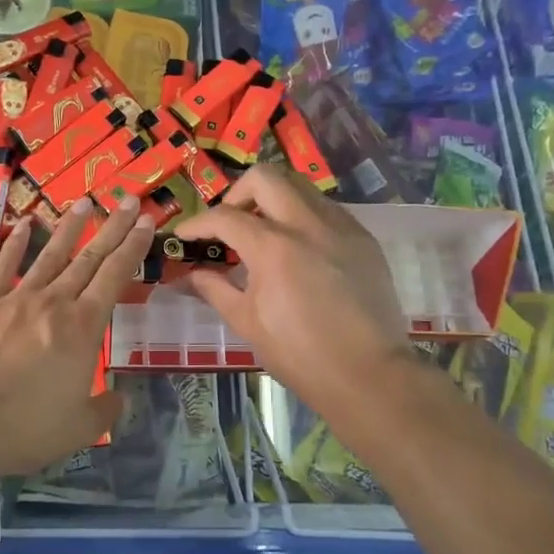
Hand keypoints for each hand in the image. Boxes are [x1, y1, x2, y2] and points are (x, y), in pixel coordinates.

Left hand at [0, 196, 152, 474]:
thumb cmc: (26, 426)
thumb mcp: (79, 428)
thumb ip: (104, 409)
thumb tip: (119, 397)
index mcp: (84, 327)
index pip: (116, 276)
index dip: (134, 246)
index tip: (147, 220)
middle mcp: (55, 302)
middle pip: (89, 257)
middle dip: (112, 227)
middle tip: (128, 199)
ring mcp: (18, 299)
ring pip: (51, 255)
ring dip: (70, 227)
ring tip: (85, 202)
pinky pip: (4, 268)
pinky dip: (15, 245)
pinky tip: (24, 225)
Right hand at [177, 165, 420, 421]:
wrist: (369, 376)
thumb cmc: (299, 354)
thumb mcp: (247, 322)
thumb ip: (215, 289)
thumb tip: (192, 274)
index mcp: (273, 247)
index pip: (224, 216)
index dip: (197, 223)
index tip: (185, 235)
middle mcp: (307, 224)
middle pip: (264, 177)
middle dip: (237, 193)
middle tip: (230, 222)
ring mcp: (341, 227)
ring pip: (300, 187)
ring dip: (273, 200)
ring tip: (264, 232)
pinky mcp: (363, 239)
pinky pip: (326, 209)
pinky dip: (303, 216)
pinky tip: (299, 248)